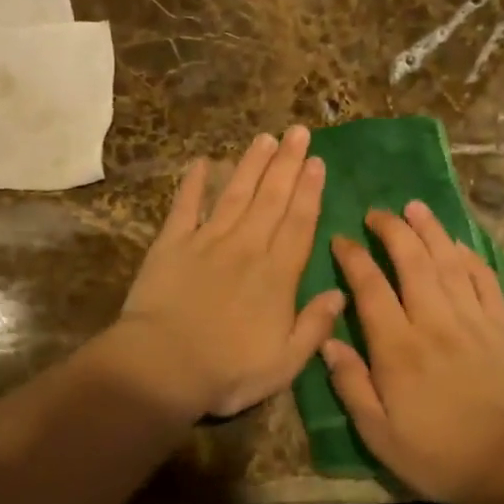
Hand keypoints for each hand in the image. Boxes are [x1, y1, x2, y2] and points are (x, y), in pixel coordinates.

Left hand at [112, 125, 346, 419]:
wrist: (163, 367)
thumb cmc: (228, 371)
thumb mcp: (285, 363)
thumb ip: (314, 325)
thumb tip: (340, 292)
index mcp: (277, 274)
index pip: (299, 223)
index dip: (310, 191)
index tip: (317, 162)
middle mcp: (247, 246)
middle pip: (272, 197)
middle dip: (288, 163)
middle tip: (298, 132)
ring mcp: (208, 240)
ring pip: (236, 193)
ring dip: (252, 164)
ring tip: (265, 138)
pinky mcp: (172, 243)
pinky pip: (186, 206)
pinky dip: (193, 183)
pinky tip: (201, 162)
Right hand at [321, 201, 503, 503]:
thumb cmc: (435, 453)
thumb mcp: (377, 432)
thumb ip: (350, 383)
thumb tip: (326, 341)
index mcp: (398, 346)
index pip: (370, 287)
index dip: (353, 258)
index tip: (340, 239)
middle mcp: (433, 321)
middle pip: (412, 261)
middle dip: (392, 230)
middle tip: (377, 213)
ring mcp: (472, 319)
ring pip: (448, 261)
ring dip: (430, 230)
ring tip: (415, 207)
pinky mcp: (503, 325)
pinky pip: (485, 279)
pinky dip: (470, 256)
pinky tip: (458, 243)